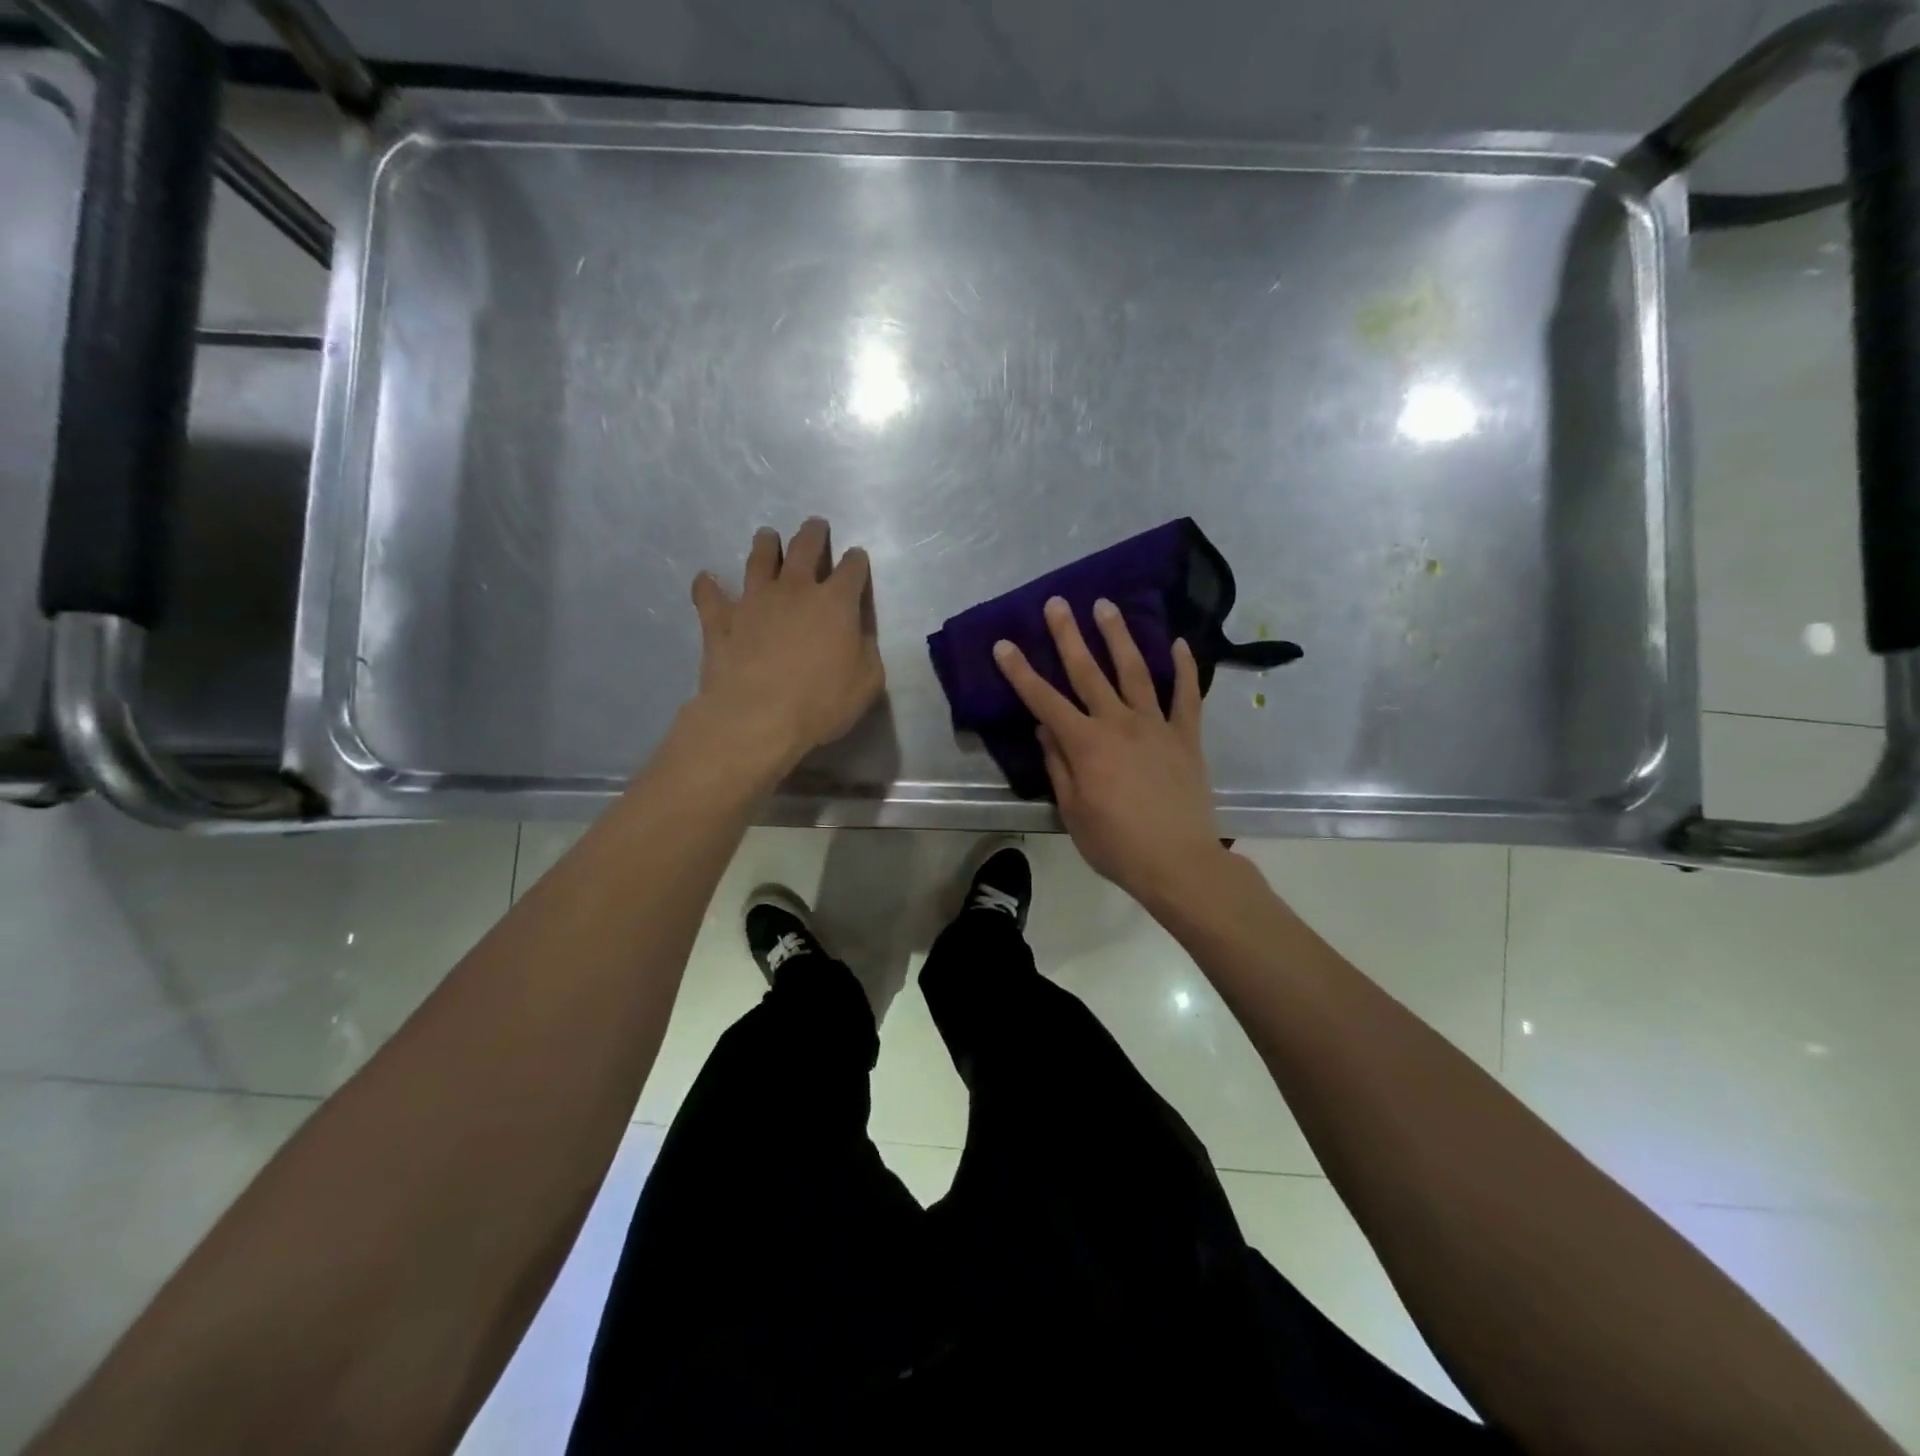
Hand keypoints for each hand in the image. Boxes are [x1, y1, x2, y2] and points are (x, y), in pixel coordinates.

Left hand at [686, 518, 884, 777]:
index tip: (856, 559)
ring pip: (759, 559)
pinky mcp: (720, 620)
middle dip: (813, 534)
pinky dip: (708, 586)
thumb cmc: (821, 702)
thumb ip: (866, 650)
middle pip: (804, 547)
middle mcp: (795, 589)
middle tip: (815, 526)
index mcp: (836, 602)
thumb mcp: (867, 682)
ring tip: (767, 537)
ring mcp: (754, 601)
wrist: (757, 717)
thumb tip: (859, 632)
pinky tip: (706, 579)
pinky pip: (709, 595)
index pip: (852, 569)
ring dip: (765, 545)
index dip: (856, 561)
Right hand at [994, 596, 1226, 908]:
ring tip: (1106, 606)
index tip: (1004, 644)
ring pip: (1135, 672)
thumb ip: (1058, 765)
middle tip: (1057, 603)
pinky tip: (1178, 643)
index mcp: (1085, 744)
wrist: (1178, 862)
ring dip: (1118, 637)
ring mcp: (1156, 726)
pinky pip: (1186, 696)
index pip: (1044, 700)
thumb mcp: (1072, 811)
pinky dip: (1183, 668)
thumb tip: (1044, 728)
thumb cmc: (1116, 843)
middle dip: (1068, 636)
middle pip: (1088, 672)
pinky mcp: (1186, 736)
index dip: (1021, 672)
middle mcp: (1119, 724)